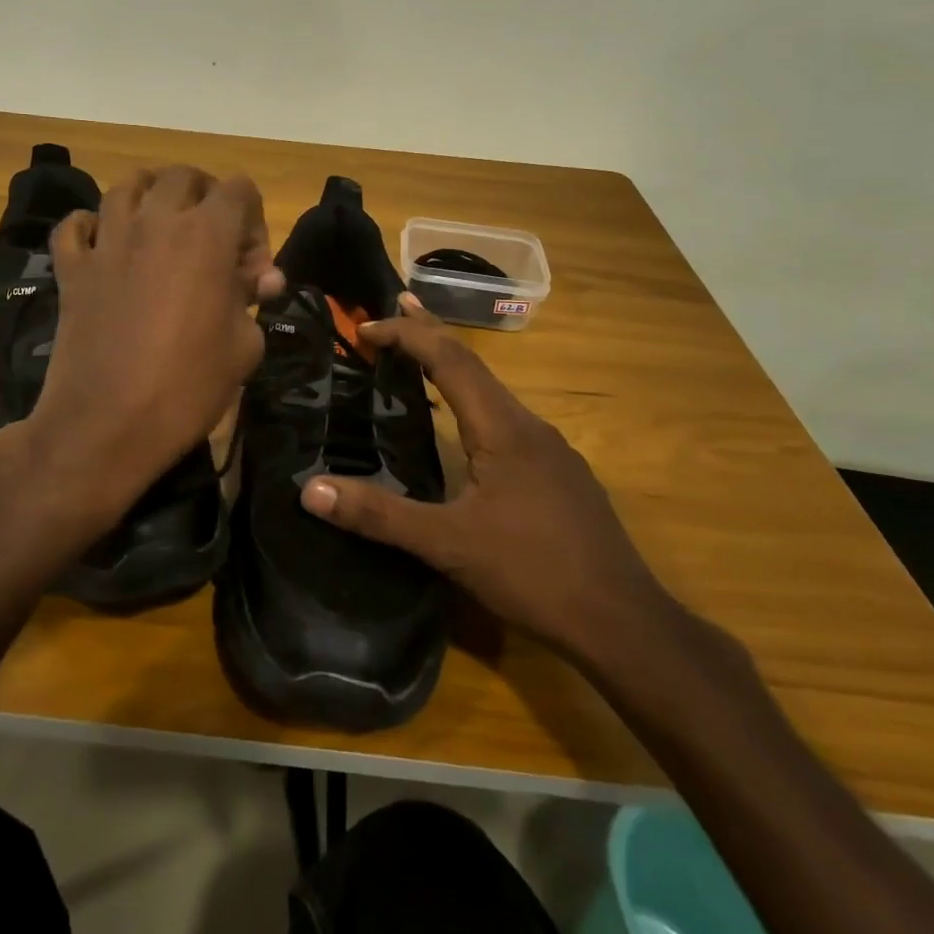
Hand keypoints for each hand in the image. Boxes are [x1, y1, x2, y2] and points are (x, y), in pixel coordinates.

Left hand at [5, 166, 282, 547]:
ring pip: (127, 186)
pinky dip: (92, 226)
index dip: (254, 220)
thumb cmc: (188, 387)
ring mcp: (106, 242)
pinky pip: (76, 225)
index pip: (238, 189)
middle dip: (206, 197)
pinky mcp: (72, 268)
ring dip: (151, 197)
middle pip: (182, 176)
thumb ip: (253, 299)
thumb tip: (260, 279)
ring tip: (162, 229)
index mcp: (205, 236)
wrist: (107, 425)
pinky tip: (105, 246)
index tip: (250, 267)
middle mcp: (155, 223)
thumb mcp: (244, 347)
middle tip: (212, 240)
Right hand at [299, 296, 677, 667]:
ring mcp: (552, 451)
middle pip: (474, 366)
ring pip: (494, 394)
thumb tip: (310, 490)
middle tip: (394, 310)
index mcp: (503, 428)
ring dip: (453, 370)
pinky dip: (474, 404)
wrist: (624, 622)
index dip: (407, 335)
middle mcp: (530, 426)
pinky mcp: (561, 475)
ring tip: (419, 362)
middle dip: (431, 334)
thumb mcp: (447, 545)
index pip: (450, 360)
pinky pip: (508, 421)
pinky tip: (466, 431)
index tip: (366, 327)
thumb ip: (379, 516)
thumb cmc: (533, 573)